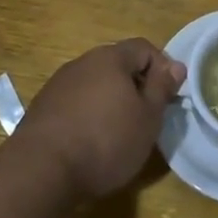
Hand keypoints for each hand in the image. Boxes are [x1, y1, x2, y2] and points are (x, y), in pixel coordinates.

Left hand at [14, 40, 186, 200]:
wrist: (41, 170)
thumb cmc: (106, 140)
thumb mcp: (147, 117)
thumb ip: (162, 88)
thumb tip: (175, 65)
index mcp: (110, 58)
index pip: (143, 48)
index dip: (162, 68)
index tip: (168, 97)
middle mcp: (81, 63)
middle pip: (117, 65)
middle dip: (136, 86)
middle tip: (147, 116)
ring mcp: (58, 85)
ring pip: (95, 84)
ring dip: (111, 101)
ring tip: (119, 132)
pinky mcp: (42, 108)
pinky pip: (75, 103)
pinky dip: (88, 115)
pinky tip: (90, 142)